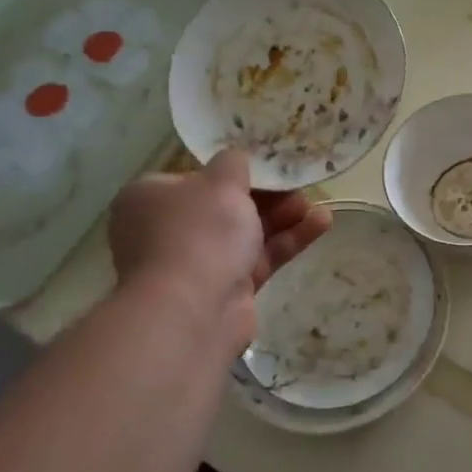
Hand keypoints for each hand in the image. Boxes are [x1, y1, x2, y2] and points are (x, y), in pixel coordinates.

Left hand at [107, 149, 331, 351]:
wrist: (192, 312)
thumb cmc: (199, 233)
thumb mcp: (221, 181)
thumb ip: (233, 163)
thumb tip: (234, 160)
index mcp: (149, 199)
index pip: (193, 178)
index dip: (231, 173)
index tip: (266, 169)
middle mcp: (166, 230)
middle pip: (224, 206)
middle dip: (267, 196)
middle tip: (298, 187)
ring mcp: (195, 263)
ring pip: (245, 233)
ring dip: (282, 218)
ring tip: (316, 205)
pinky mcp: (225, 290)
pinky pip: (259, 258)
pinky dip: (287, 241)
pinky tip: (321, 224)